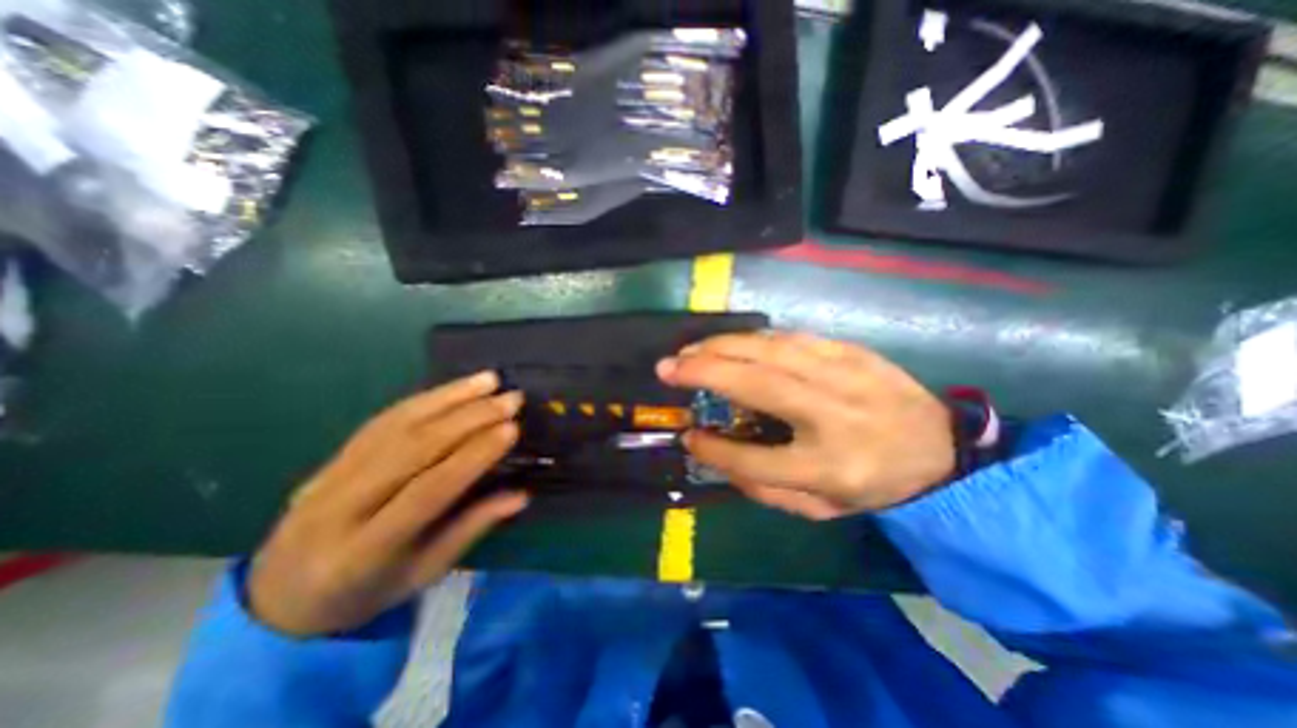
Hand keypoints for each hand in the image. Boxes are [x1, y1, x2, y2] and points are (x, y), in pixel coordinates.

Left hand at [248, 375, 525, 637]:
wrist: (281, 595)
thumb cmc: (366, 592)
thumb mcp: (423, 572)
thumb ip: (471, 528)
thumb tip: (521, 494)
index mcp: (363, 552)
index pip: (427, 491)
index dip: (473, 456)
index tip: (512, 429)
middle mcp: (339, 508)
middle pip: (412, 449)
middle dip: (469, 418)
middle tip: (511, 399)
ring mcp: (329, 476)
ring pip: (397, 425)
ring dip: (450, 397)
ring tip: (490, 380)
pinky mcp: (332, 456)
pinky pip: (383, 419)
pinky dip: (425, 398)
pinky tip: (455, 387)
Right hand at [660, 333, 950, 521]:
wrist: (940, 450)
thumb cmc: (874, 485)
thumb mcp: (820, 509)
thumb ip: (763, 489)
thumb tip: (713, 454)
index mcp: (832, 469)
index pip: (756, 461)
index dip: (714, 449)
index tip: (687, 436)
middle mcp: (837, 416)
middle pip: (758, 385)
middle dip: (704, 371)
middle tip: (667, 367)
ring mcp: (846, 375)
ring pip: (771, 350)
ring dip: (722, 346)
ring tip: (690, 350)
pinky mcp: (851, 351)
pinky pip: (791, 338)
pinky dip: (753, 339)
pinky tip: (731, 343)